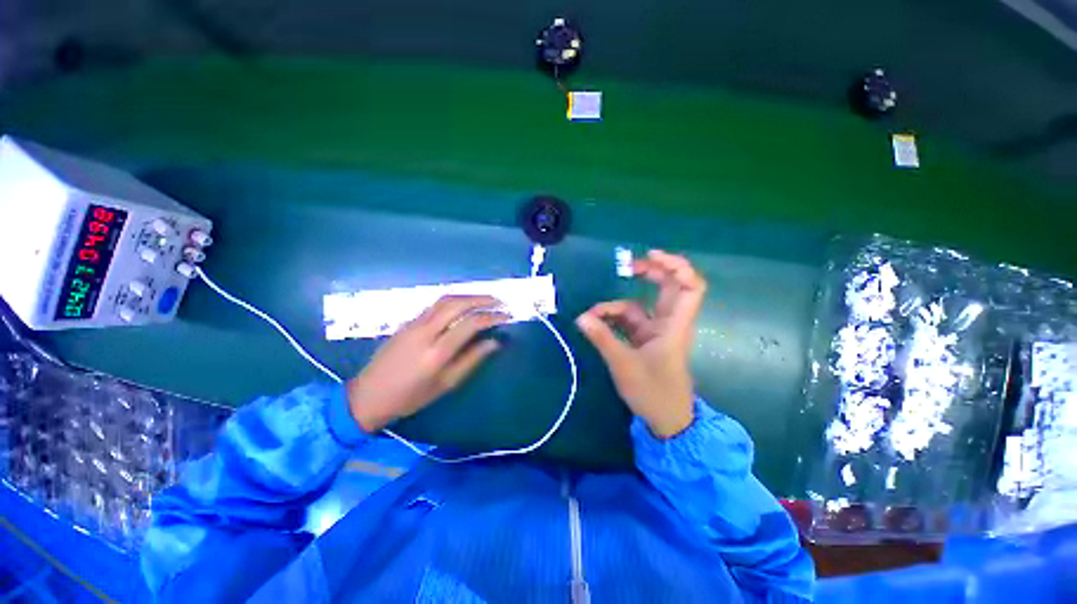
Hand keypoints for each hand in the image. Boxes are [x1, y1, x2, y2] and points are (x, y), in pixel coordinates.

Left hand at [347, 295, 507, 431]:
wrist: (368, 395)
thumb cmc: (410, 396)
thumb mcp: (446, 384)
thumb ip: (472, 360)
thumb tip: (494, 343)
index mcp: (437, 352)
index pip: (470, 324)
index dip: (492, 317)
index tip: (507, 315)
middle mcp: (425, 331)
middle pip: (457, 304)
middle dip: (482, 299)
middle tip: (499, 301)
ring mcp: (414, 323)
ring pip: (445, 300)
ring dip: (468, 296)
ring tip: (485, 299)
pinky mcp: (407, 322)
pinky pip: (435, 304)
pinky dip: (454, 300)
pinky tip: (463, 305)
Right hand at [576, 250, 706, 437]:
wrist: (666, 420)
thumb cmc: (653, 391)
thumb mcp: (623, 363)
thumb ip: (602, 338)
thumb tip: (581, 317)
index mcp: (674, 325)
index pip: (690, 287)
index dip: (676, 266)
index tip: (651, 256)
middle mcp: (668, 322)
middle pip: (668, 287)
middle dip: (648, 273)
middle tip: (627, 267)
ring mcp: (655, 330)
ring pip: (639, 305)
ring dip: (616, 306)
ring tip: (592, 315)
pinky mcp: (644, 339)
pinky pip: (628, 320)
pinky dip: (612, 319)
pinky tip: (596, 325)